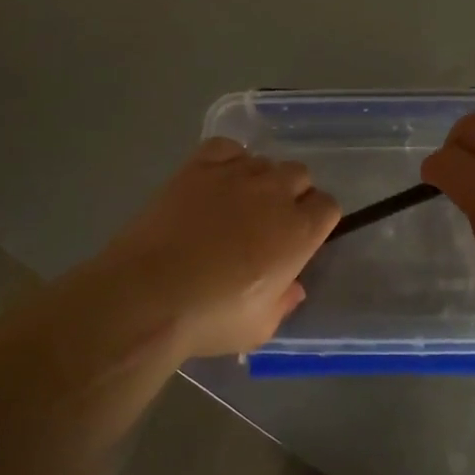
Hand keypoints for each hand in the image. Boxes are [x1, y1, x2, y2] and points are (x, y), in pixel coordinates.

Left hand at [95, 138, 340, 358]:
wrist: (147, 294)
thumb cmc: (210, 317)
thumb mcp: (260, 327)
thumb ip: (284, 302)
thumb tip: (293, 287)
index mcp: (299, 232)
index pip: (328, 206)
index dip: (316, 220)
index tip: (300, 238)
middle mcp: (274, 193)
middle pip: (299, 175)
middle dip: (291, 194)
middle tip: (268, 222)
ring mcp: (235, 175)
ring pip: (263, 161)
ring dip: (259, 179)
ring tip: (236, 204)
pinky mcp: (198, 167)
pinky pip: (226, 147)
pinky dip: (228, 159)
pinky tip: (216, 182)